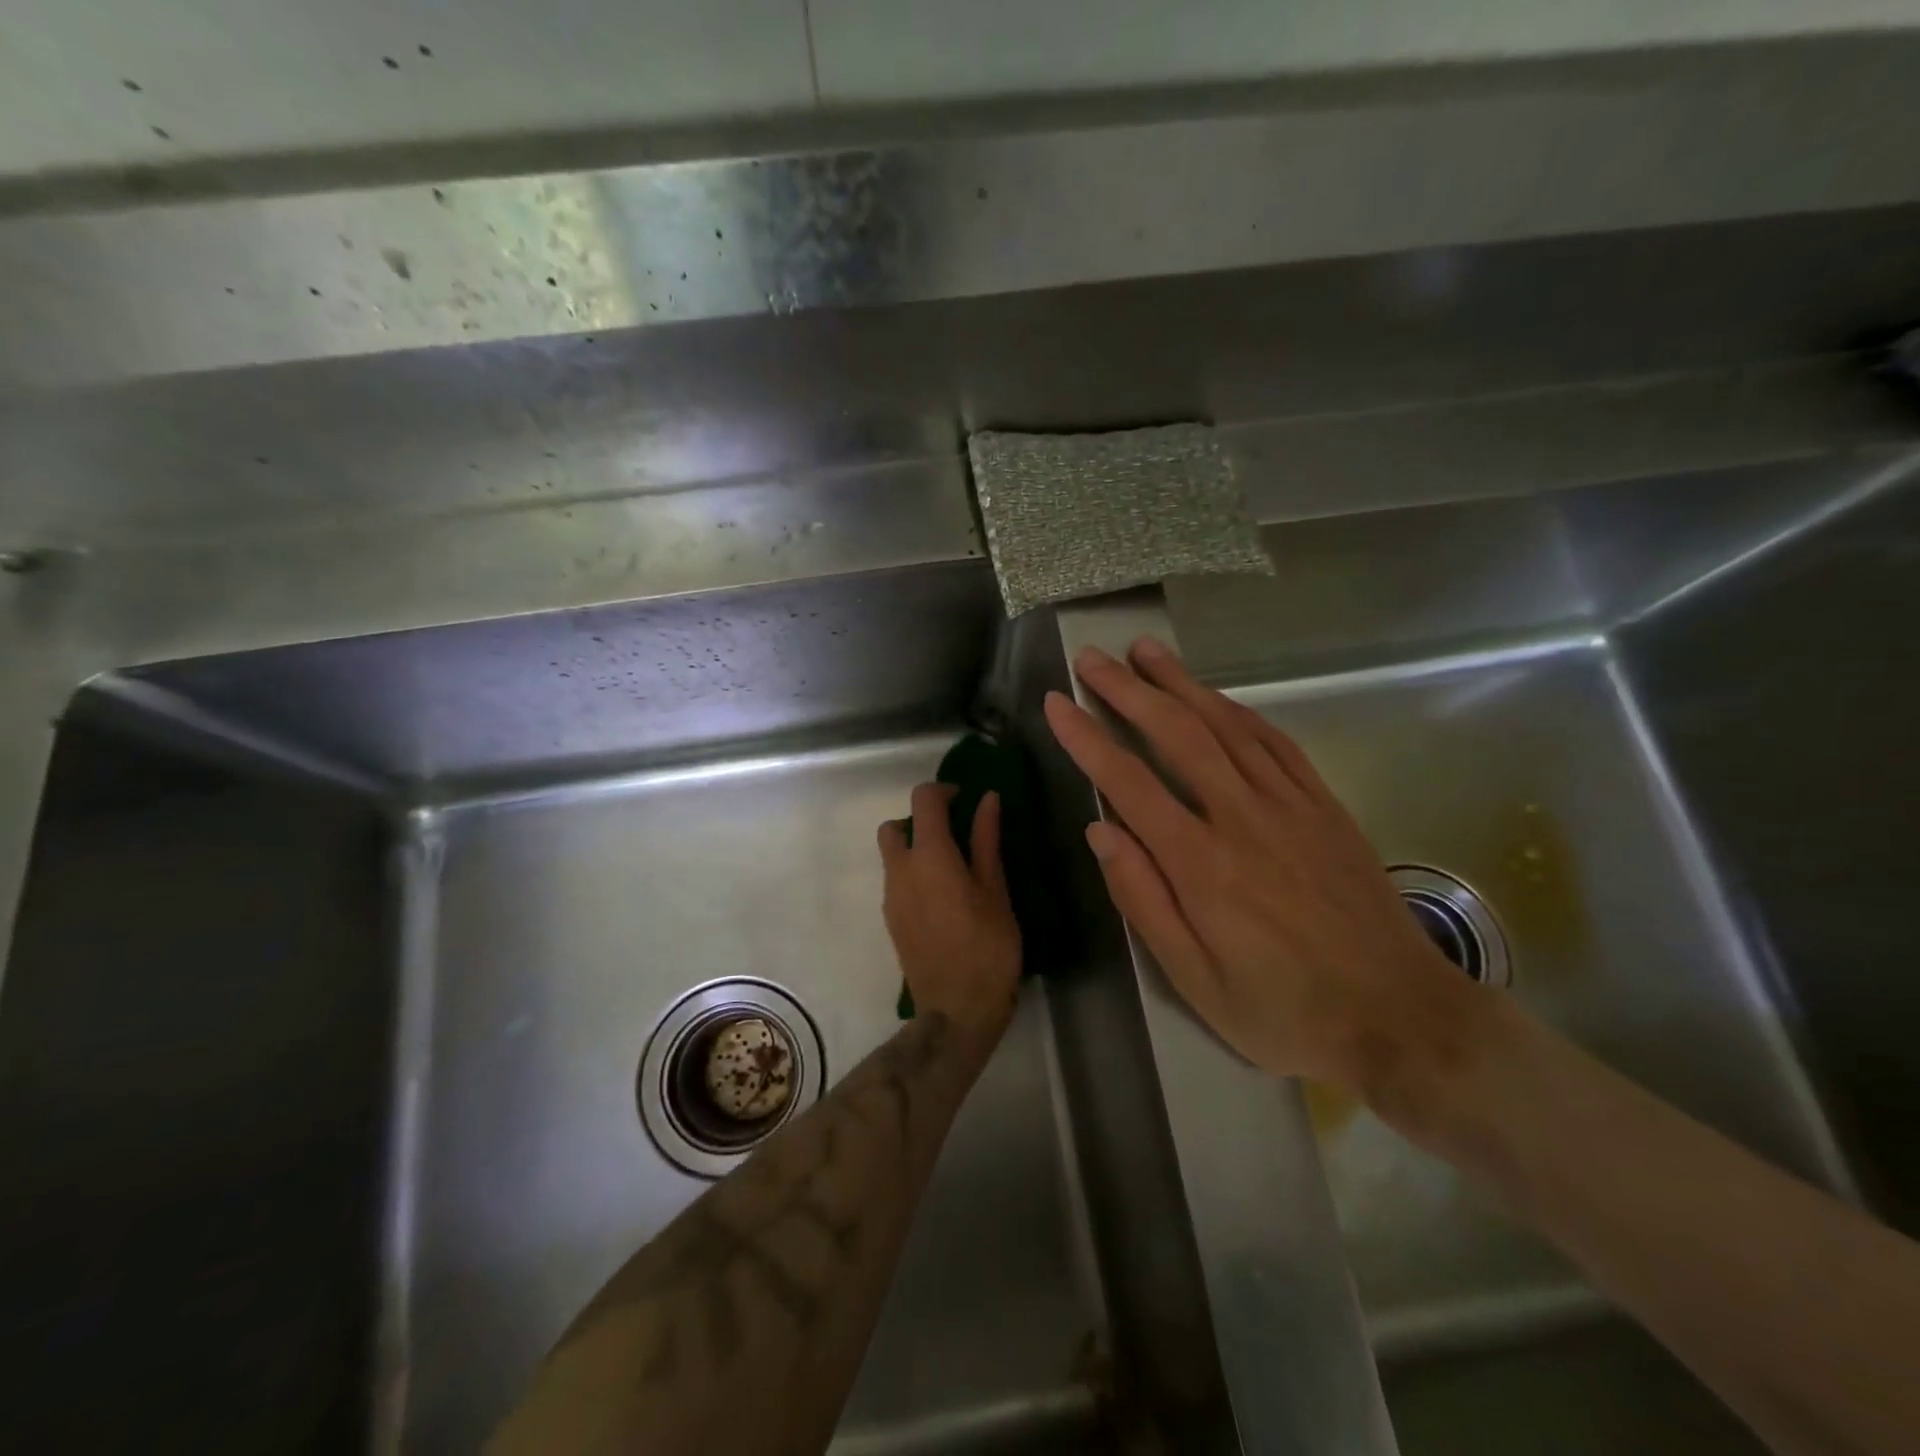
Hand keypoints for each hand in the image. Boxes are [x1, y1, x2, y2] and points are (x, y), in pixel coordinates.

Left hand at [878, 784, 1021, 1046]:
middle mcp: (900, 870)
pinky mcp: (890, 920)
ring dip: (915, 849)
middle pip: (894, 826)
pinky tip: (943, 900)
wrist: (956, 1010)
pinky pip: (896, 882)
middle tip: (954, 836)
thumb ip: (986, 840)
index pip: (923, 800)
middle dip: (919, 822)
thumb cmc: (987, 947)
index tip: (965, 800)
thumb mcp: (995, 890)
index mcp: (929, 855)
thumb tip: (987, 800)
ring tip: (953, 871)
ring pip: (892, 856)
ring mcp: (890, 897)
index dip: (943, 791)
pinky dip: (913, 875)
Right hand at [1043, 637, 1475, 1102]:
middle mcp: (1243, 818)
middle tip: (1094, 658)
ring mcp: (1291, 805)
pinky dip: (1239, 710)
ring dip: (1181, 683)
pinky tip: (1216, 695)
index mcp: (1201, 864)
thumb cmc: (1285, 1010)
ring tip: (1146, 651)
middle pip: (1177, 735)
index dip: (1087, 738)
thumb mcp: (1196, 981)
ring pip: (1227, 725)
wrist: (1401, 1017)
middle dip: (1129, 691)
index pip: (1129, 782)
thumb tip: (1100, 829)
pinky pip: (1276, 742)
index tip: (1057, 702)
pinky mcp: (1325, 806)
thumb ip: (1143, 900)